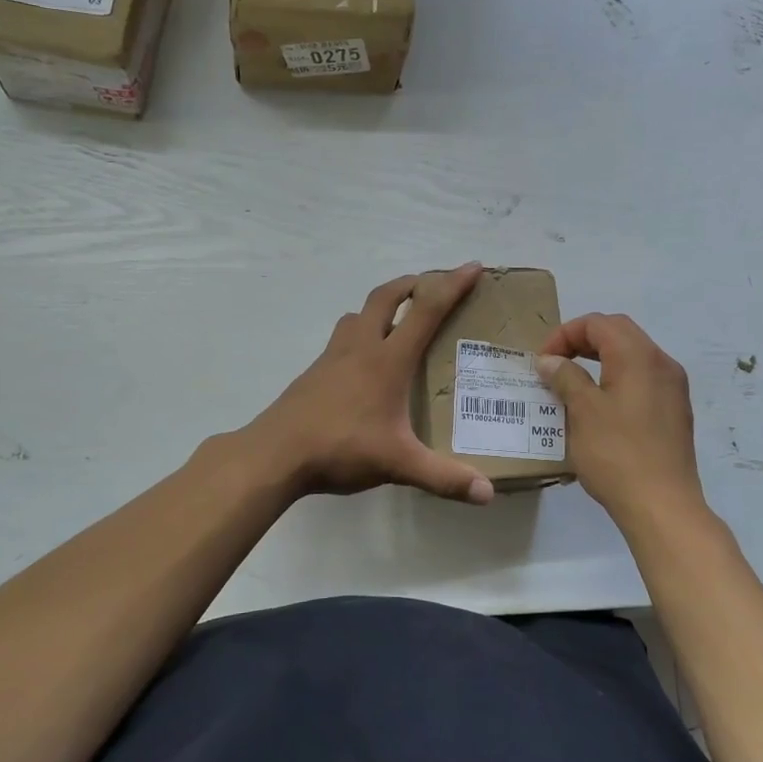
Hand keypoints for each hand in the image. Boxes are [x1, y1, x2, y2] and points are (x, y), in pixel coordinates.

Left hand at [247, 265, 494, 504]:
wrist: (274, 454)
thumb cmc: (340, 448)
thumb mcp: (398, 464)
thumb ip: (444, 477)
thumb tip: (488, 495)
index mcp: (387, 359)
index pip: (426, 309)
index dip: (452, 285)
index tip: (473, 266)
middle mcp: (361, 347)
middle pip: (386, 296)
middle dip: (413, 283)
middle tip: (433, 285)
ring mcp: (333, 356)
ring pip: (360, 313)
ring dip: (383, 305)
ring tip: (400, 319)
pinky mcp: (315, 372)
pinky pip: (344, 337)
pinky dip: (362, 331)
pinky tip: (365, 361)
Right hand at [536, 314, 704, 527]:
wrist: (662, 505)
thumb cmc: (617, 454)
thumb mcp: (582, 412)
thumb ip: (565, 377)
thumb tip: (550, 360)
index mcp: (638, 355)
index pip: (598, 323)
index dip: (565, 334)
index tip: (542, 361)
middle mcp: (661, 363)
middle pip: (618, 333)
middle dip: (583, 341)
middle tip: (556, 364)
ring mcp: (673, 388)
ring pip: (633, 356)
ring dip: (600, 360)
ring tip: (573, 383)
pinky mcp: (675, 411)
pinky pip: (643, 379)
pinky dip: (617, 379)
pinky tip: (600, 406)